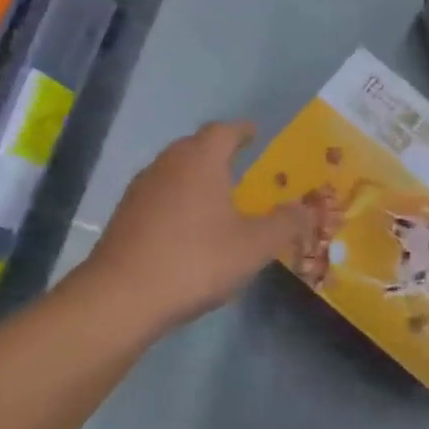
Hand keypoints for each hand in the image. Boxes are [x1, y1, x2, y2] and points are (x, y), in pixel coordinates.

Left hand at [81, 122, 308, 335]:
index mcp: (200, 161)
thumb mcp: (255, 246)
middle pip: (194, 146)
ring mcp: (140, 190)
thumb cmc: (197, 260)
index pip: (223, 131)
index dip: (242, 131)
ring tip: (217, 196)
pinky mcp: (125, 216)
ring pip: (174, 171)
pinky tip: (188, 226)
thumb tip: (306, 209)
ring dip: (196, 177)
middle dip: (218, 152)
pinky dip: (178, 200)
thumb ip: (285, 224)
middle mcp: (167, 165)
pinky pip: (160, 196)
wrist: (123, 297)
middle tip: (240, 164)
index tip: (255, 133)